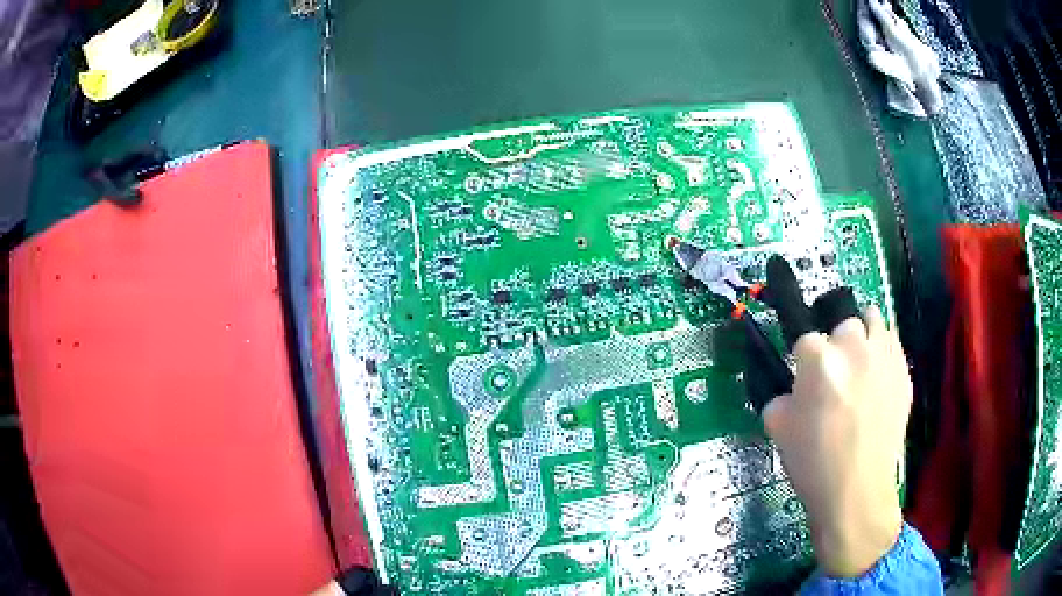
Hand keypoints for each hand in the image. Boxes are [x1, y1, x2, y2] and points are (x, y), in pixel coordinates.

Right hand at [763, 305, 909, 577]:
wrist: (857, 489)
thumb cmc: (813, 462)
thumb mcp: (779, 428)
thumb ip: (782, 396)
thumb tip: (793, 391)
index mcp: (818, 359)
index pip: (804, 339)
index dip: (802, 360)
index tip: (804, 379)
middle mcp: (853, 346)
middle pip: (842, 323)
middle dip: (835, 344)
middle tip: (834, 374)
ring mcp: (883, 355)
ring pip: (872, 318)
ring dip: (862, 333)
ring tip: (860, 359)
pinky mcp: (903, 371)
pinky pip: (892, 342)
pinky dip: (883, 350)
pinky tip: (877, 376)